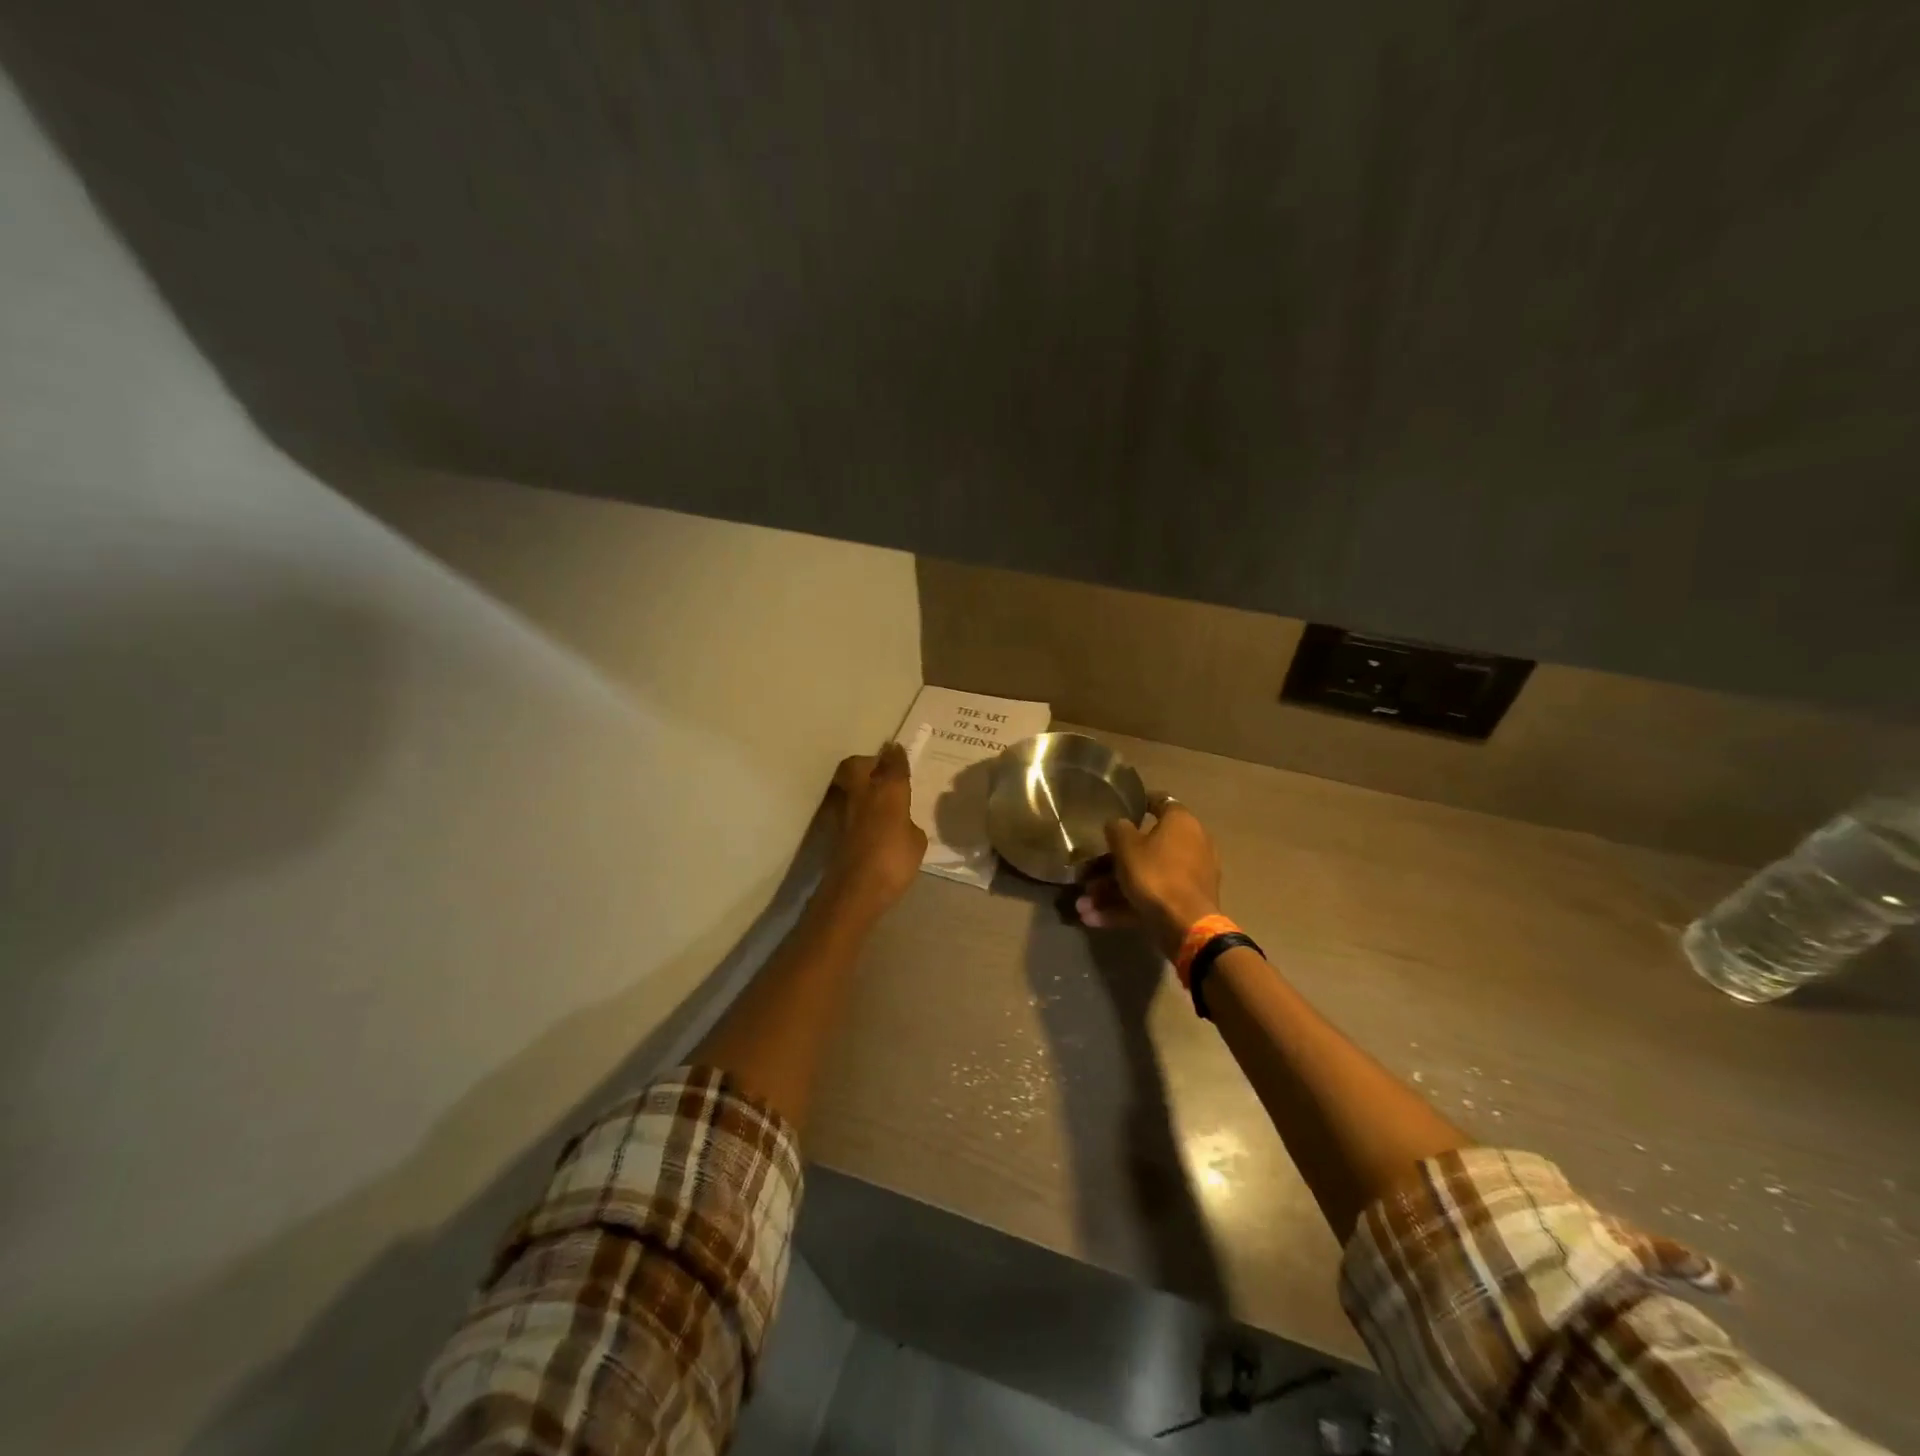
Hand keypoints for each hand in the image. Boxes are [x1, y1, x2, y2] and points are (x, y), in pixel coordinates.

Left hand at [822, 743, 926, 916]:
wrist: (854, 890)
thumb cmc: (893, 862)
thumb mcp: (916, 842)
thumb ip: (909, 825)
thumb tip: (902, 823)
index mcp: (888, 791)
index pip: (893, 764)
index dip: (896, 756)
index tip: (897, 749)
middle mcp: (863, 792)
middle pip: (858, 765)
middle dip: (869, 763)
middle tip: (881, 770)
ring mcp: (844, 810)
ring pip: (848, 783)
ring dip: (858, 783)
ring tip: (874, 794)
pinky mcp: (833, 829)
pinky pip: (846, 806)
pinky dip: (854, 806)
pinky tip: (866, 819)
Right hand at [1075, 796, 1221, 956]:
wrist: (1186, 925)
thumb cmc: (1155, 874)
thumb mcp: (1126, 846)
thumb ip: (1117, 829)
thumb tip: (1117, 824)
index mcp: (1181, 823)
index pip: (1161, 802)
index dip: (1140, 803)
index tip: (1121, 809)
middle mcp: (1191, 845)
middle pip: (1145, 849)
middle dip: (1111, 864)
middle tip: (1087, 874)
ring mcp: (1190, 876)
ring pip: (1144, 878)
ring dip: (1111, 891)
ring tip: (1083, 906)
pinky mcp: (1186, 903)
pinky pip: (1151, 898)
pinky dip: (1125, 906)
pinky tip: (1094, 919)